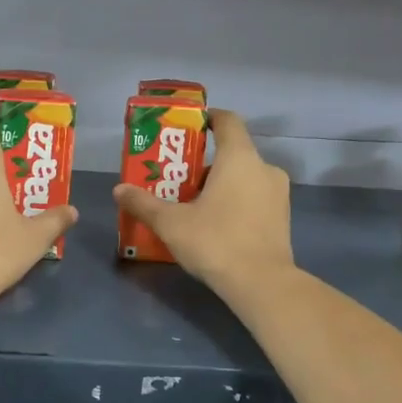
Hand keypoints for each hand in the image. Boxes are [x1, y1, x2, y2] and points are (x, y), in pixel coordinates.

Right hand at [113, 109, 293, 294]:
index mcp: (239, 158)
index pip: (228, 121)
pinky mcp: (283, 218)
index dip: (208, 118)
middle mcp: (264, 168)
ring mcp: (278, 194)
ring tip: (193, 206)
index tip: (191, 126)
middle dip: (204, 164)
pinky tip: (216, 225)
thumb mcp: (171, 223)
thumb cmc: (215, 241)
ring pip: (245, 178)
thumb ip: (144, 204)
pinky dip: (236, 203)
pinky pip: (255, 199)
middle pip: (233, 154)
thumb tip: (118, 189)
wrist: (262, 283)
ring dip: (221, 186)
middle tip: (178, 181)